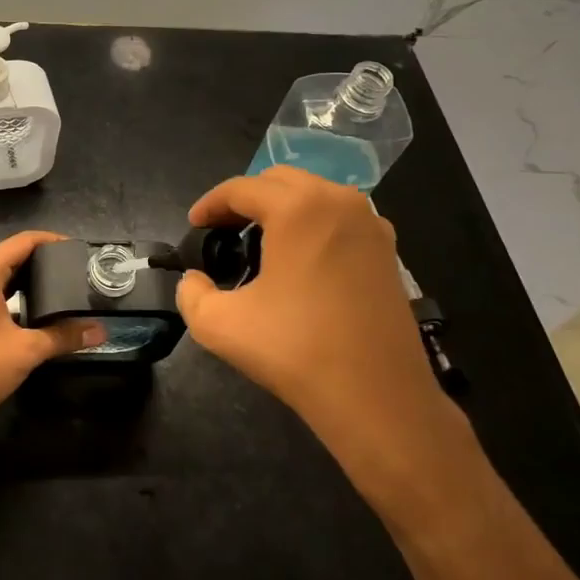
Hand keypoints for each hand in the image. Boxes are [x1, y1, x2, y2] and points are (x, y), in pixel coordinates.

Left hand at [0, 231, 105, 441]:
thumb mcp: (27, 349)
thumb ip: (64, 336)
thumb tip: (100, 331)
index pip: (22, 242)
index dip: (52, 240)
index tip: (80, 250)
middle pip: (13, 255)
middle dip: (45, 259)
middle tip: (78, 269)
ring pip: (5, 275)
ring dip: (32, 278)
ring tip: (66, 285)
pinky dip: (20, 294)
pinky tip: (43, 309)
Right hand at [176, 167, 463, 483]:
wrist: (378, 398)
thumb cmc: (296, 351)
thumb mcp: (219, 325)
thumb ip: (191, 293)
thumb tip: (194, 280)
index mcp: (298, 208)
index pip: (241, 188)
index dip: (210, 204)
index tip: (193, 227)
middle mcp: (338, 202)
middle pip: (279, 181)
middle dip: (246, 200)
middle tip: (222, 231)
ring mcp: (371, 224)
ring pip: (314, 196)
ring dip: (282, 209)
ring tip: (259, 244)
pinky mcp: (388, 251)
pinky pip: (340, 219)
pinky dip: (314, 225)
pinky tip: (301, 262)